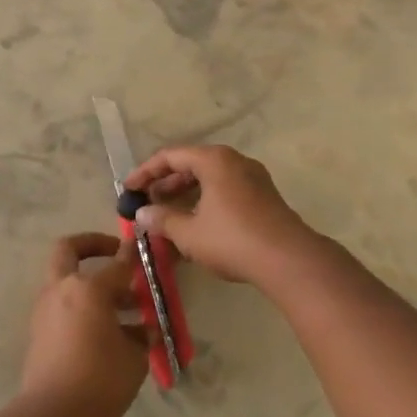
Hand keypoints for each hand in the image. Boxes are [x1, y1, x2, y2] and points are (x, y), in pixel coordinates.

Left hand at [20, 233, 148, 416]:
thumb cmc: (101, 380)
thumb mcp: (133, 356)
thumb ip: (139, 332)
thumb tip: (144, 329)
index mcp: (87, 288)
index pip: (117, 263)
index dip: (134, 255)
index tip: (144, 245)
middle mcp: (61, 290)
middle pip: (68, 250)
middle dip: (92, 246)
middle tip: (116, 255)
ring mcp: (45, 310)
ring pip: (67, 281)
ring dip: (91, 284)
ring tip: (128, 309)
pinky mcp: (39, 332)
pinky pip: (64, 308)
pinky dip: (84, 309)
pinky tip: (110, 334)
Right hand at [122, 145, 316, 285]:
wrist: (289, 260)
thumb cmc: (233, 240)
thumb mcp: (189, 233)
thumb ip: (162, 219)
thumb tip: (141, 213)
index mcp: (214, 160)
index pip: (170, 156)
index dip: (145, 172)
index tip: (127, 189)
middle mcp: (234, 161)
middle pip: (191, 164)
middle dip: (165, 183)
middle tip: (146, 201)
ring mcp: (253, 177)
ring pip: (209, 178)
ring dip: (185, 193)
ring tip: (166, 213)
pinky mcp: (263, 196)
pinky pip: (225, 189)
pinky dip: (204, 200)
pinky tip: (195, 222)